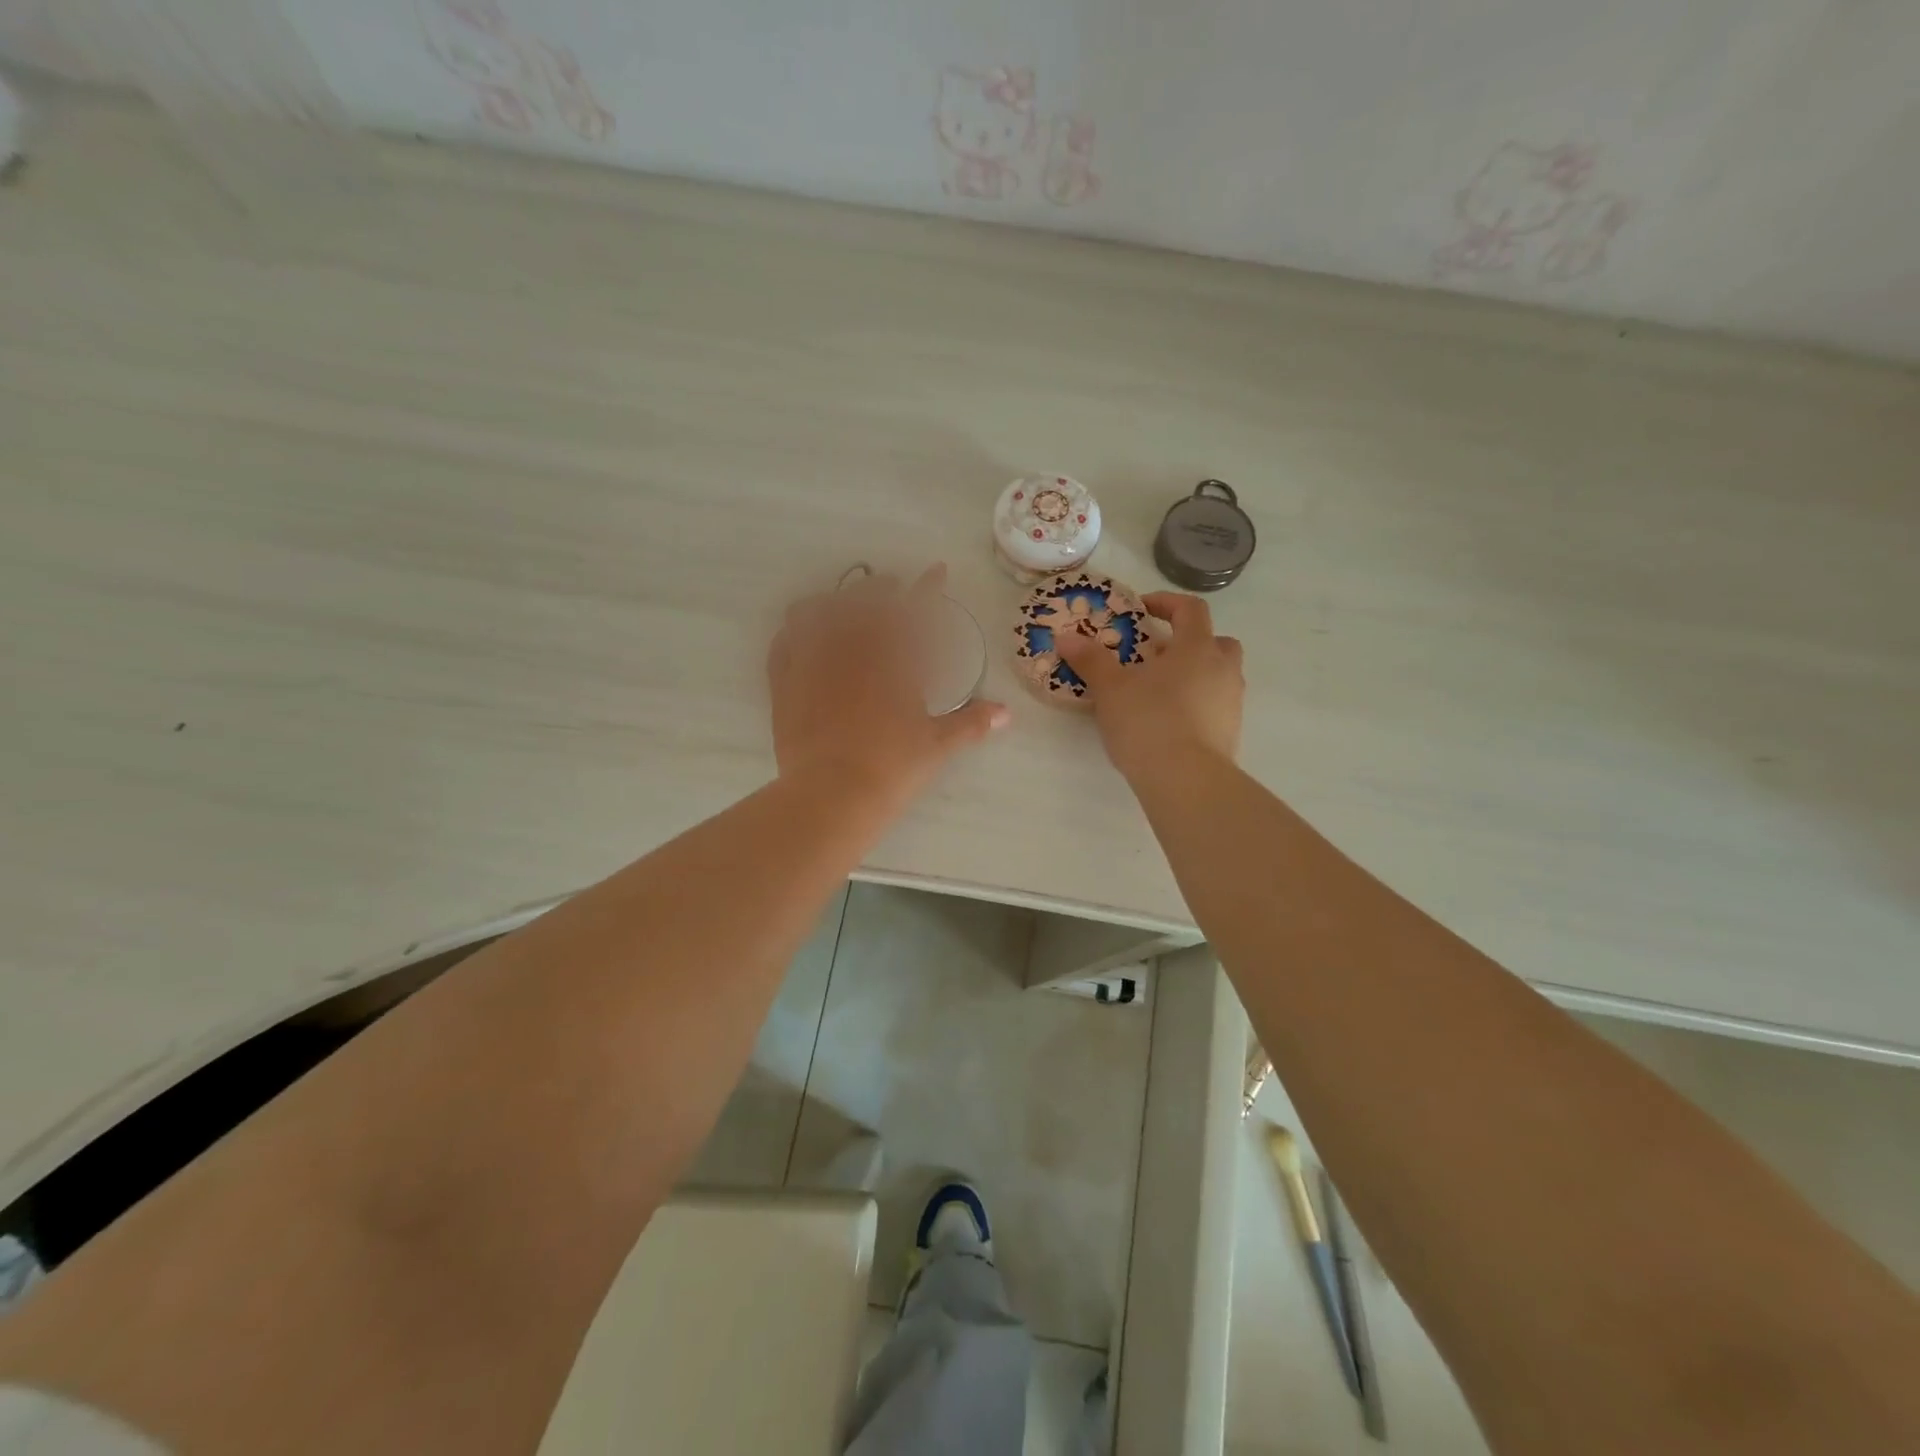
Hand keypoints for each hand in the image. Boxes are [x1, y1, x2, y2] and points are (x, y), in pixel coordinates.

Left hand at [768, 564, 1008, 808]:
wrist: (831, 792)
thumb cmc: (891, 766)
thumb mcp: (937, 745)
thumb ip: (971, 723)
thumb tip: (1007, 714)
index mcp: (893, 659)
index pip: (915, 611)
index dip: (928, 588)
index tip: (937, 570)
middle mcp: (852, 647)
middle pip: (865, 600)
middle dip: (881, 589)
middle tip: (890, 589)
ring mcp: (813, 659)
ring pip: (820, 609)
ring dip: (836, 600)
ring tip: (843, 606)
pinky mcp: (784, 679)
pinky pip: (786, 637)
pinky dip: (798, 627)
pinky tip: (804, 631)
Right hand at [1054, 592, 1242, 781]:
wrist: (1185, 780)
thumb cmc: (1148, 722)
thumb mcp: (1110, 689)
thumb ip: (1091, 660)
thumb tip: (1066, 637)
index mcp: (1197, 648)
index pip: (1191, 609)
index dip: (1167, 602)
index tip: (1142, 608)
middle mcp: (1222, 669)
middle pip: (1216, 641)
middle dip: (1189, 641)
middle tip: (1157, 653)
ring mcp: (1231, 702)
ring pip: (1218, 674)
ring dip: (1194, 673)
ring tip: (1158, 690)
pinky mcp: (1230, 732)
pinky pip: (1215, 704)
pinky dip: (1196, 703)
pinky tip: (1169, 721)